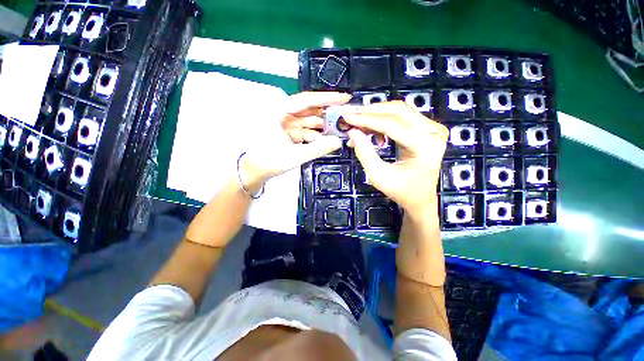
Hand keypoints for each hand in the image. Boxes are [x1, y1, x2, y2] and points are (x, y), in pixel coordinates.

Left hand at [240, 92, 350, 189]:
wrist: (254, 172)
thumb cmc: (269, 161)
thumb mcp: (295, 155)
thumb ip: (318, 148)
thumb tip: (338, 142)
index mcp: (278, 111)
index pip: (306, 100)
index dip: (327, 99)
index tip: (344, 98)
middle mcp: (283, 113)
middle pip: (310, 110)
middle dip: (328, 114)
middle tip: (346, 116)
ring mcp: (286, 124)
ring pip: (309, 121)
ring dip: (323, 126)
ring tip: (340, 130)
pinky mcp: (289, 133)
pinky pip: (306, 131)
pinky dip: (316, 136)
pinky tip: (327, 141)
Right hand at [343, 101, 448, 214]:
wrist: (420, 197)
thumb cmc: (401, 191)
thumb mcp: (378, 176)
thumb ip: (364, 153)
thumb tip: (352, 132)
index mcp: (425, 146)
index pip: (391, 125)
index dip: (366, 120)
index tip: (346, 117)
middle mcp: (434, 132)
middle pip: (397, 111)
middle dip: (370, 112)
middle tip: (350, 116)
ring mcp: (433, 128)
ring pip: (399, 110)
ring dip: (376, 114)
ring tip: (358, 124)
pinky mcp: (427, 128)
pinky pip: (402, 116)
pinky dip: (383, 120)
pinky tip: (372, 132)